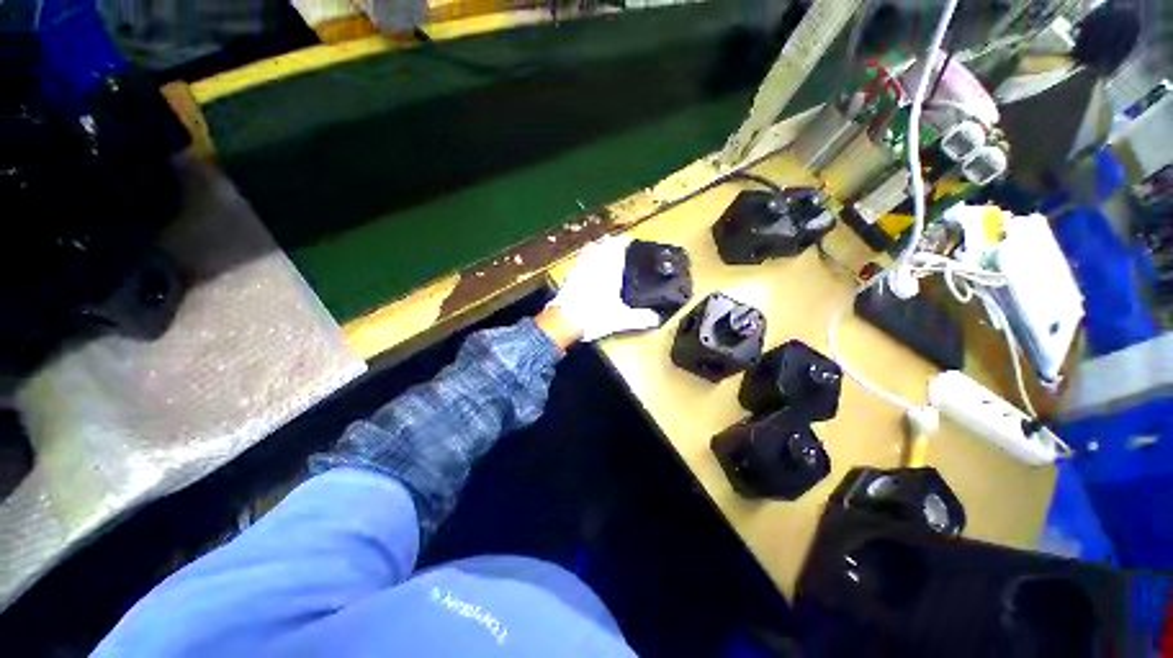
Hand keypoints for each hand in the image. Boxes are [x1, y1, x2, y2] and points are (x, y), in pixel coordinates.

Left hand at [543, 235, 662, 343]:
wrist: (564, 322)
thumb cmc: (593, 317)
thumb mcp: (621, 320)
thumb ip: (640, 318)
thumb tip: (657, 319)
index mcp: (608, 271)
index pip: (617, 248)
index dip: (624, 241)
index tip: (630, 239)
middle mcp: (593, 266)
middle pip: (602, 245)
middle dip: (610, 242)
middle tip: (617, 243)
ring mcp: (579, 270)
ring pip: (588, 251)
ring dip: (596, 247)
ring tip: (601, 249)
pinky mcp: (569, 277)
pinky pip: (579, 262)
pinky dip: (584, 259)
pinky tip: (586, 266)